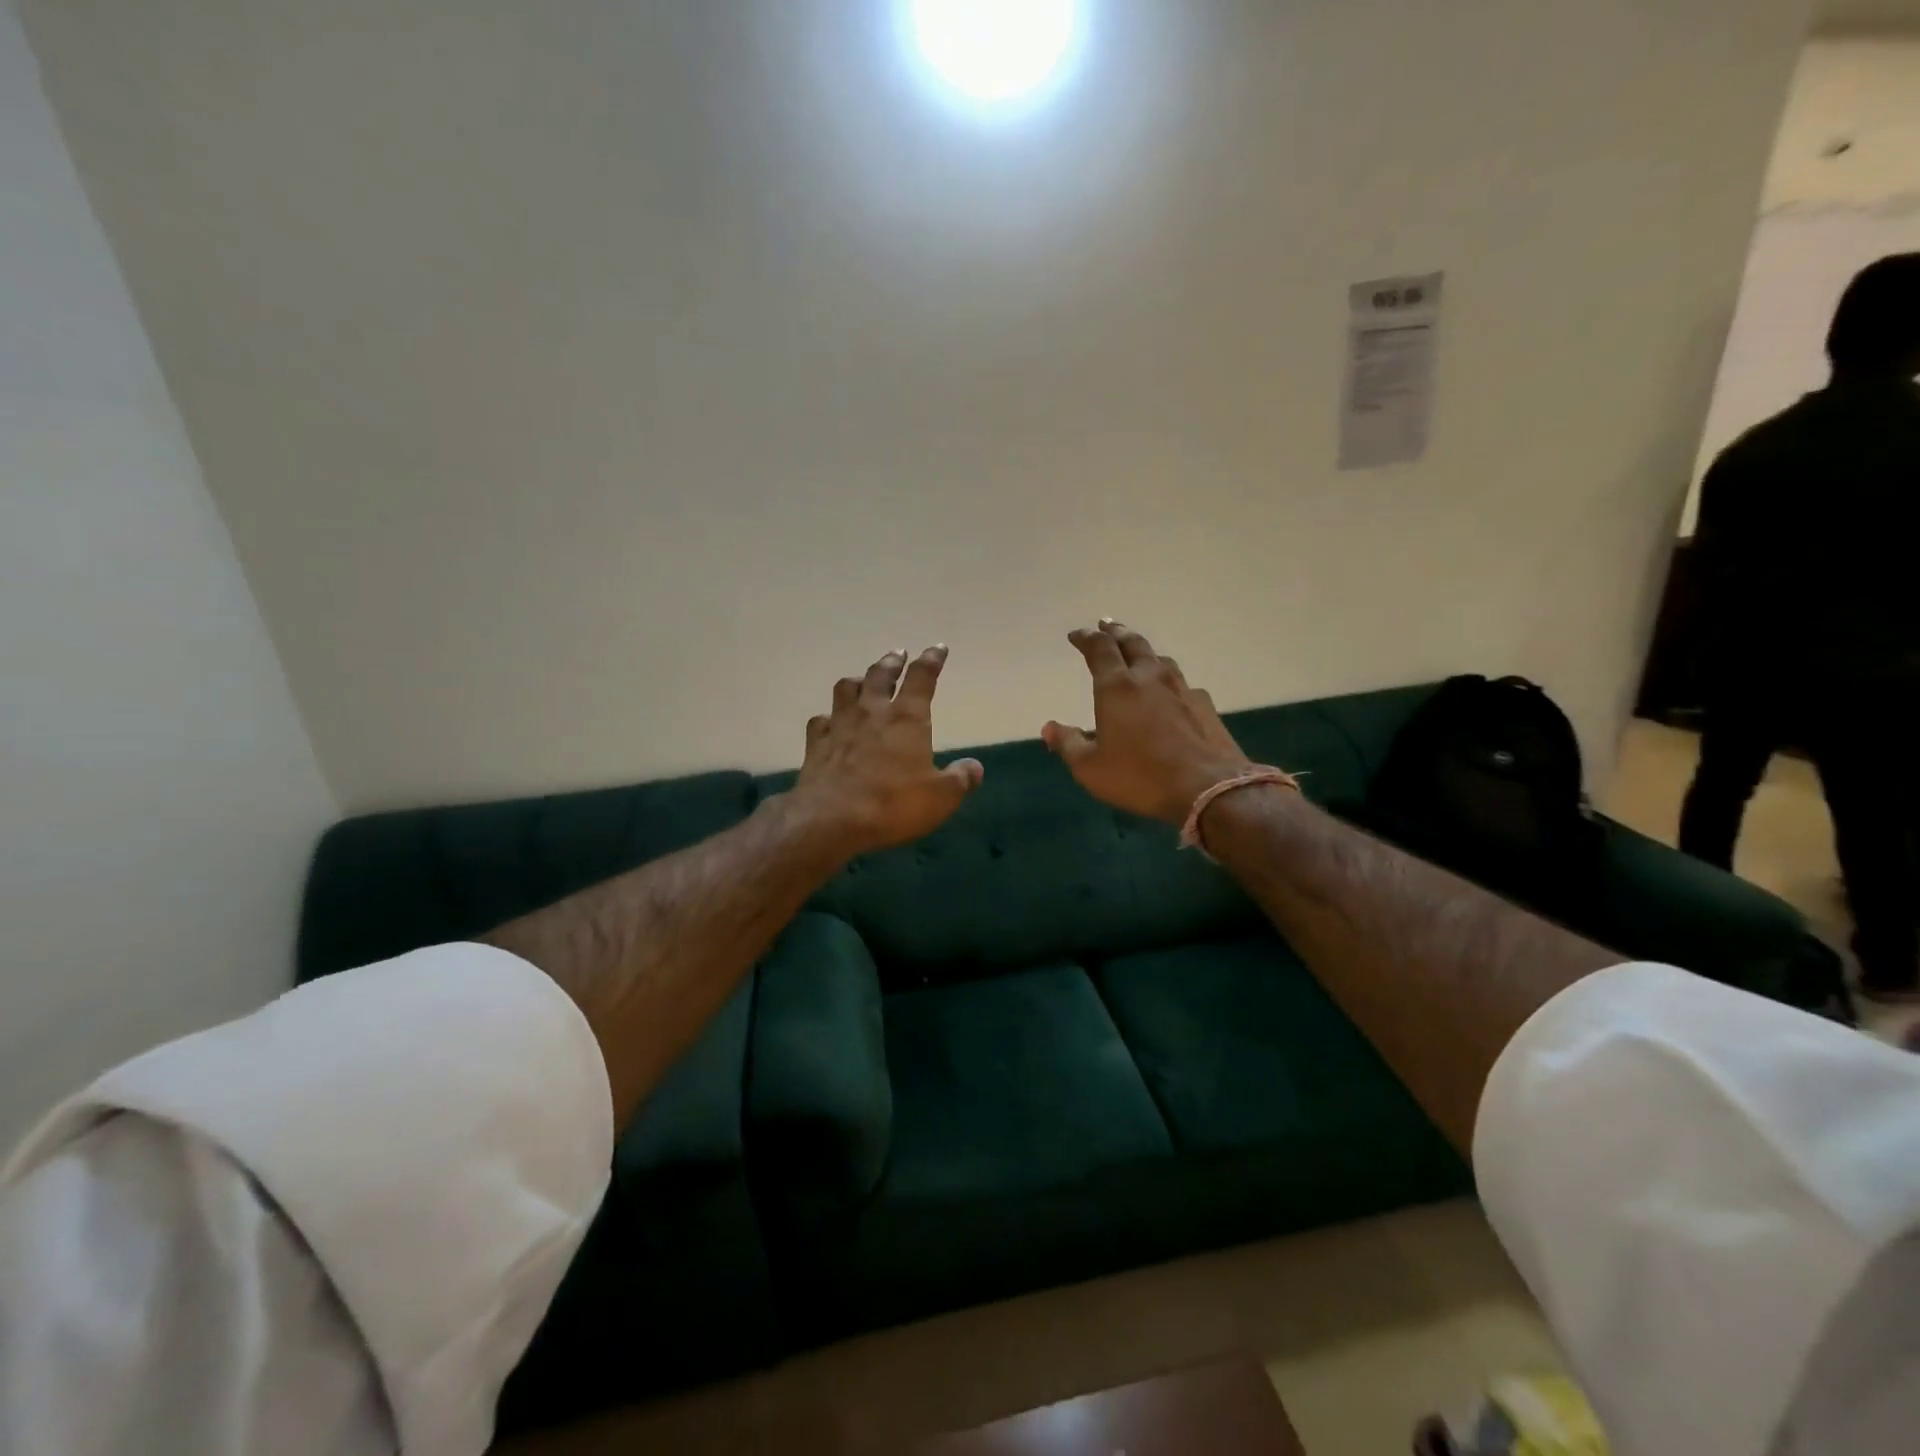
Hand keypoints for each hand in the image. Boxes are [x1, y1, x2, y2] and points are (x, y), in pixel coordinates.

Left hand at [791, 645, 983, 856]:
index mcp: (907, 717)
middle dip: (893, 661)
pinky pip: (820, 720)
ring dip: (858, 680)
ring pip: (847, 688)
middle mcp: (872, 711)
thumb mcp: (941, 797)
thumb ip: (960, 779)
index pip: (922, 677)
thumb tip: (975, 767)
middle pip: (881, 674)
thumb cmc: (893, 804)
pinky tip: (830, 721)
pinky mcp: (816, 744)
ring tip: (863, 679)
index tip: (938, 648)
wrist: (831, 820)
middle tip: (898, 653)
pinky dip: (828, 716)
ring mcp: (840, 724)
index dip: (932, 660)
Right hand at [1043, 620, 1251, 824]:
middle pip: (1133, 643)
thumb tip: (1049, 728)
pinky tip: (1171, 693)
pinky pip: (1182, 684)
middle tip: (1106, 626)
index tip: (1077, 635)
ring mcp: (1182, 689)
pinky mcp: (1205, 706)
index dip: (1086, 638)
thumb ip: (1068, 744)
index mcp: (1117, 687)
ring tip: (1137, 654)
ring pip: (1160, 659)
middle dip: (1116, 632)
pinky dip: (1168, 681)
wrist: (1207, 788)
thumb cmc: (1139, 776)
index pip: (1099, 649)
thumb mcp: (1090, 767)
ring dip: (1144, 652)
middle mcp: (1150, 678)